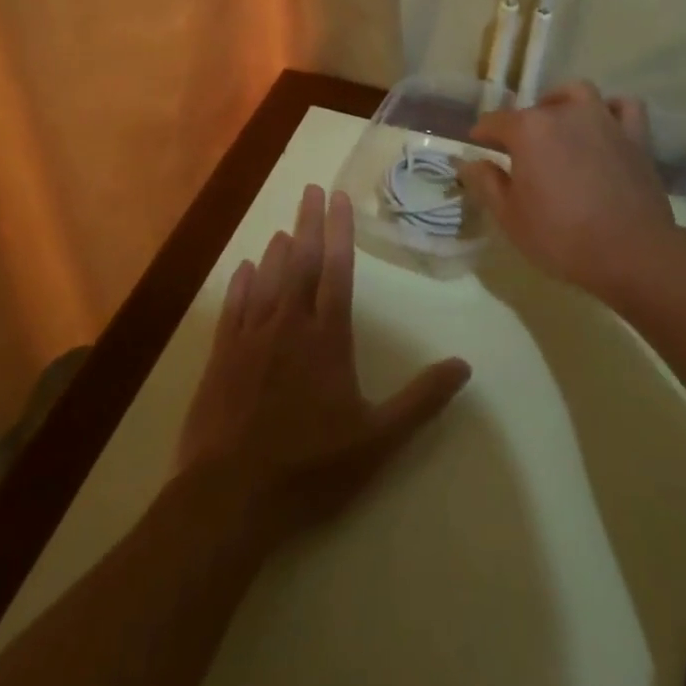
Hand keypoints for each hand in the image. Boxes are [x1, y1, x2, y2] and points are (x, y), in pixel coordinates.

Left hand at [178, 185, 471, 544]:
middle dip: (308, 224)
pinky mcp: (221, 358)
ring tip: (285, 226)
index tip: (338, 198)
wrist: (231, 496)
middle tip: (310, 189)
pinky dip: (241, 284)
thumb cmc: (311, 467)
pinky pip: (233, 309)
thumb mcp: (378, 439)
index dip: (340, 232)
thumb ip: (421, 399)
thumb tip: (464, 365)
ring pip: (267, 281)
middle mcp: (289, 326)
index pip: (337, 271)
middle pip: (300, 264)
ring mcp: (251, 339)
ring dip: (277, 250)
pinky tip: (244, 269)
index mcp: (328, 339)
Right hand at [461, 81, 679, 301]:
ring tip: (557, 126)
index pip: (494, 122)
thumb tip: (469, 162)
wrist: (630, 252)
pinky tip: (603, 126)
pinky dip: (610, 110)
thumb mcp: (510, 217)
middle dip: (521, 126)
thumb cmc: (561, 237)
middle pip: (534, 110)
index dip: (482, 134)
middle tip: (519, 154)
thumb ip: (486, 183)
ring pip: (577, 94)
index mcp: (528, 129)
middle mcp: (564, 113)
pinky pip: (622, 107)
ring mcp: (603, 119)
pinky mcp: (635, 135)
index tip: (478, 147)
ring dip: (562, 104)